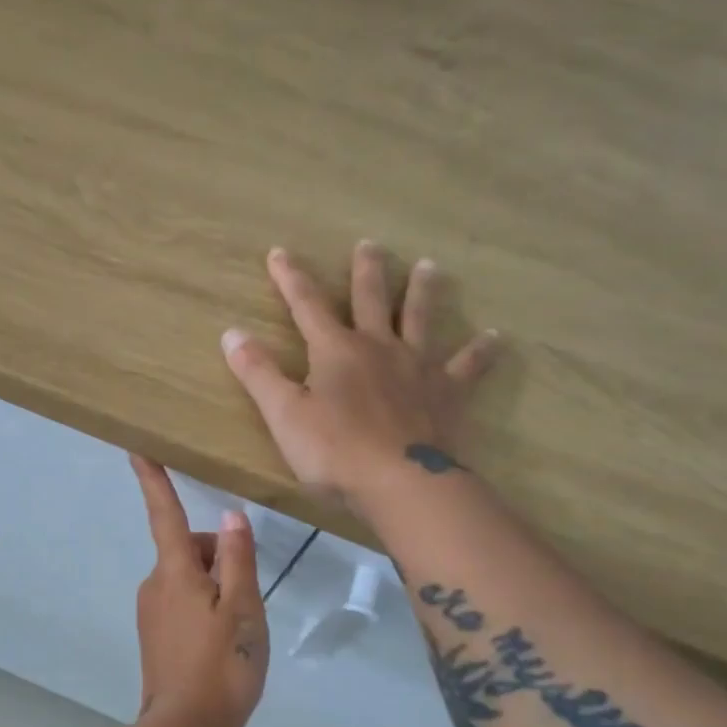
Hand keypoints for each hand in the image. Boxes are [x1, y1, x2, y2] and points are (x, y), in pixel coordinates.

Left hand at [129, 455, 268, 726]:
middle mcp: (154, 584)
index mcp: (174, 570)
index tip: (136, 448)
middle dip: (219, 558)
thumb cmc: (222, 663)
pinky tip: (223, 643)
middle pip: (189, 550)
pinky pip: (184, 603)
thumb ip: (237, 558)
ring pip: (189, 578)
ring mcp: (151, 611)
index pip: (165, 514)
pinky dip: (206, 608)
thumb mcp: (243, 607)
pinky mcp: (155, 635)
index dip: (153, 480)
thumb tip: (230, 515)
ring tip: (239, 628)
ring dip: (216, 587)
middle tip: (247, 600)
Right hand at [222, 243, 499, 507]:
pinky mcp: (448, 393)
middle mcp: (378, 347)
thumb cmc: (334, 452)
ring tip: (428, 267)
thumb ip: (258, 373)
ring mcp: (418, 367)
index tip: (279, 252)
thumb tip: (231, 333)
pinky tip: (494, 338)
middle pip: (371, 299)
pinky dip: (481, 351)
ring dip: (423, 291)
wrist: (401, 483)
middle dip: (366, 270)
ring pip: (421, 319)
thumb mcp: (283, 414)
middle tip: (370, 243)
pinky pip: (468, 366)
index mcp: (335, 351)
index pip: (307, 305)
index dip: (290, 278)